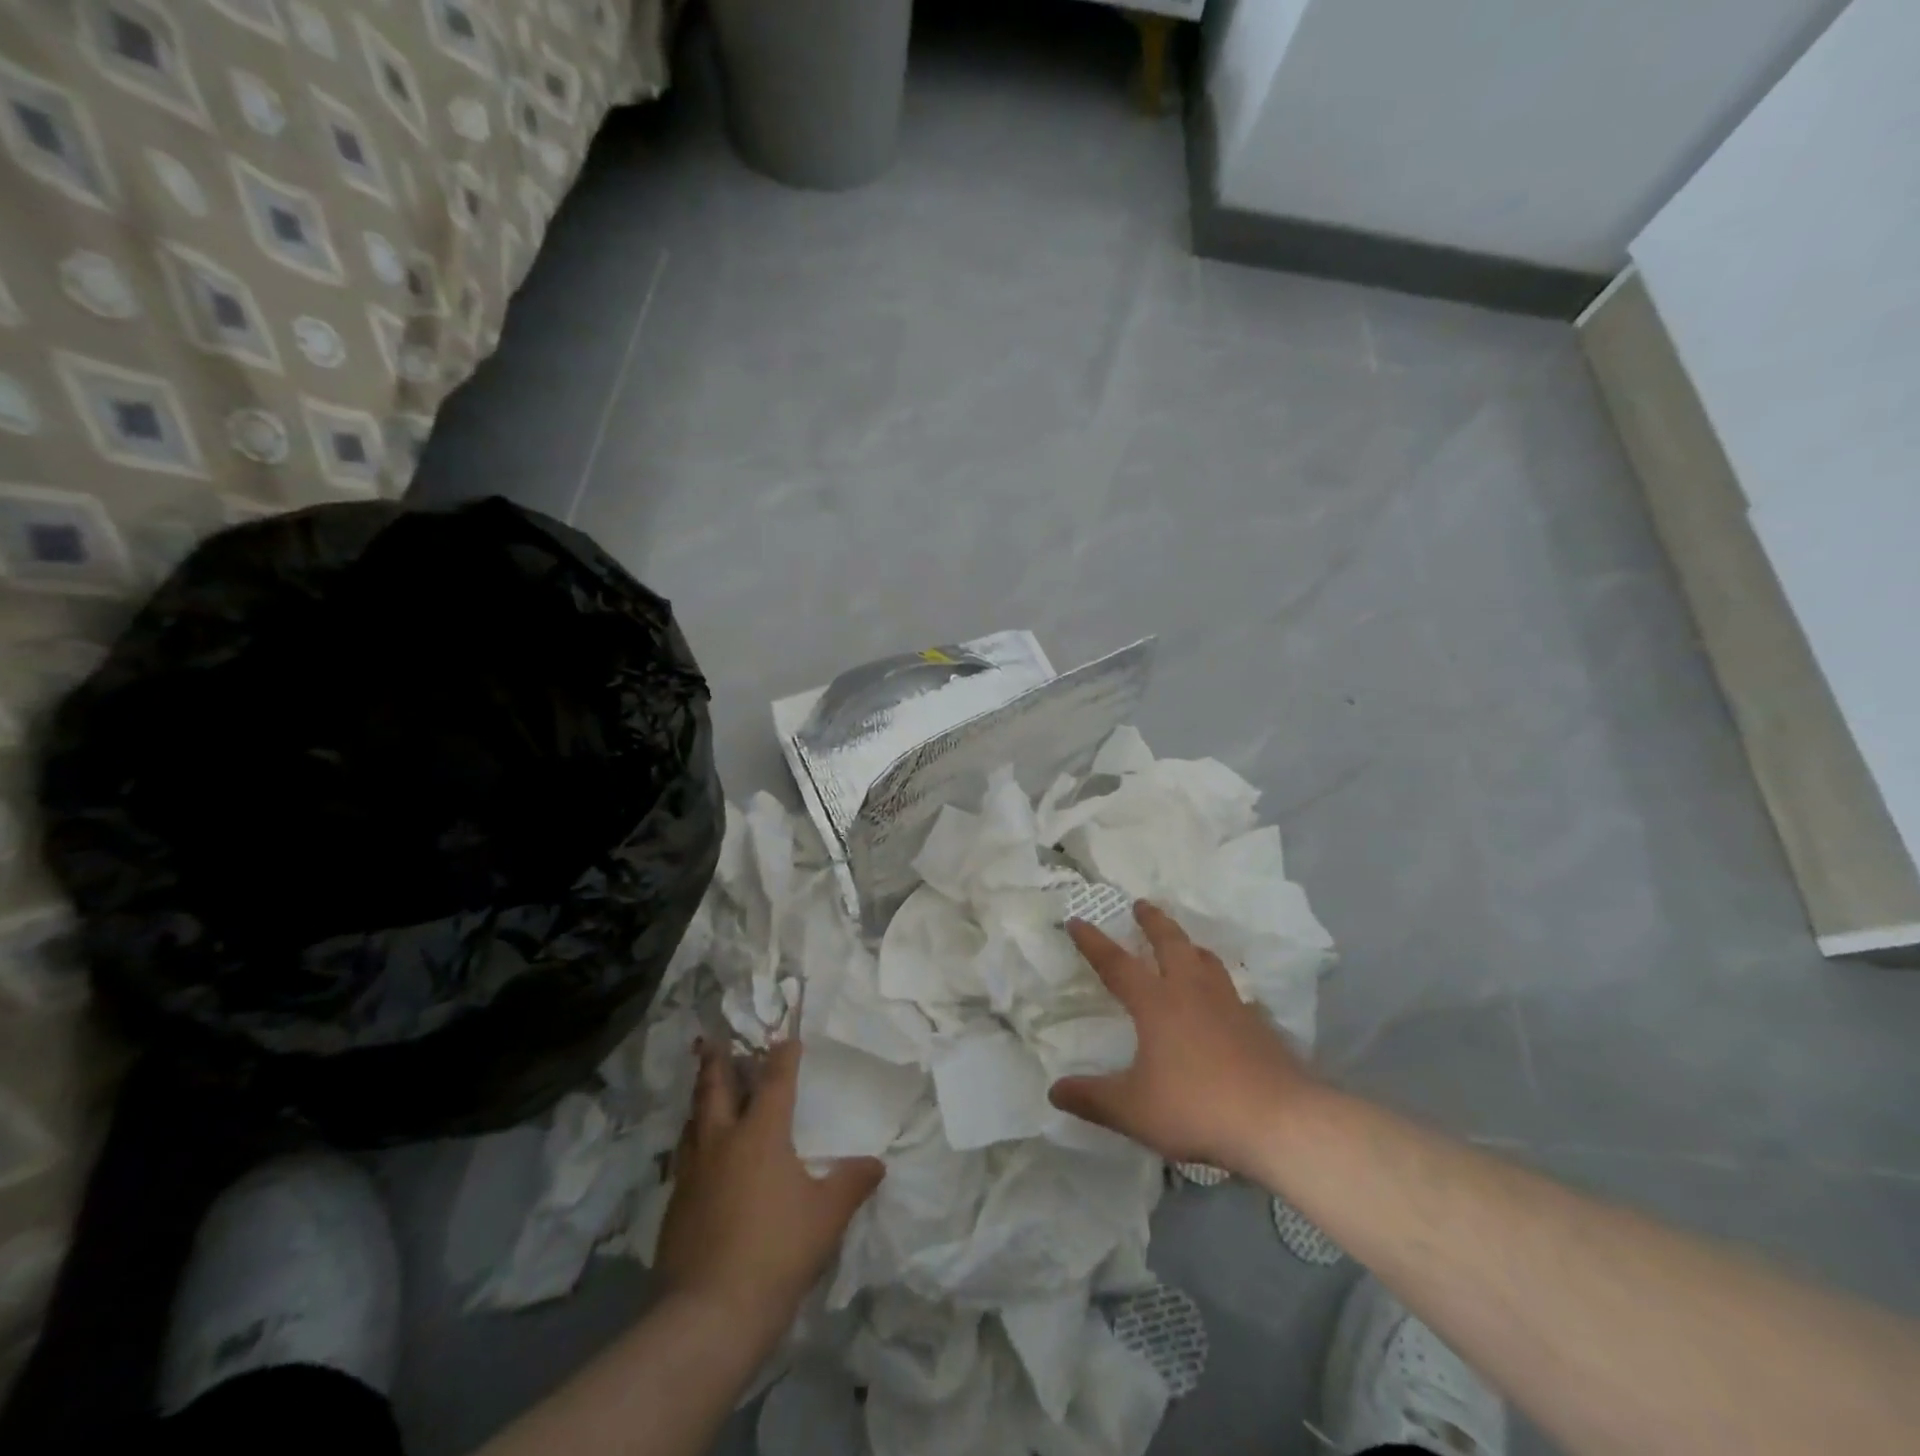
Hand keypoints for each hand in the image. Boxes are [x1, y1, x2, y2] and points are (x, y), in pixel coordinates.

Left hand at [655, 1039, 881, 1339]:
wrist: (708, 1315)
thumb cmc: (777, 1252)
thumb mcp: (827, 1216)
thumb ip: (852, 1183)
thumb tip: (877, 1164)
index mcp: (761, 1133)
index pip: (774, 1080)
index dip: (783, 1056)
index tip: (787, 1038)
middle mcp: (722, 1141)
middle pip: (716, 1088)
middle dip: (718, 1061)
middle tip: (714, 1039)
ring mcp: (693, 1173)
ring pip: (693, 1120)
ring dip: (701, 1098)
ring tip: (705, 1089)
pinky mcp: (675, 1205)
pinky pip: (685, 1157)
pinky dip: (693, 1141)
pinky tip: (699, 1155)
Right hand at [1048, 901, 1319, 1173]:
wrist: (1278, 1122)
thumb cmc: (1196, 1107)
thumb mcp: (1132, 1110)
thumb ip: (1091, 1098)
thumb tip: (1054, 1090)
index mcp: (1156, 1003)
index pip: (1116, 963)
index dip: (1093, 941)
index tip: (1077, 920)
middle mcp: (1191, 991)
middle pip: (1170, 942)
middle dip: (1152, 921)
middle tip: (1141, 904)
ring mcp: (1229, 1004)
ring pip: (1206, 959)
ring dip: (1189, 944)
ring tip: (1183, 944)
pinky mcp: (1257, 1024)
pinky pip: (1232, 991)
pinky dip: (1219, 985)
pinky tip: (1222, 1002)